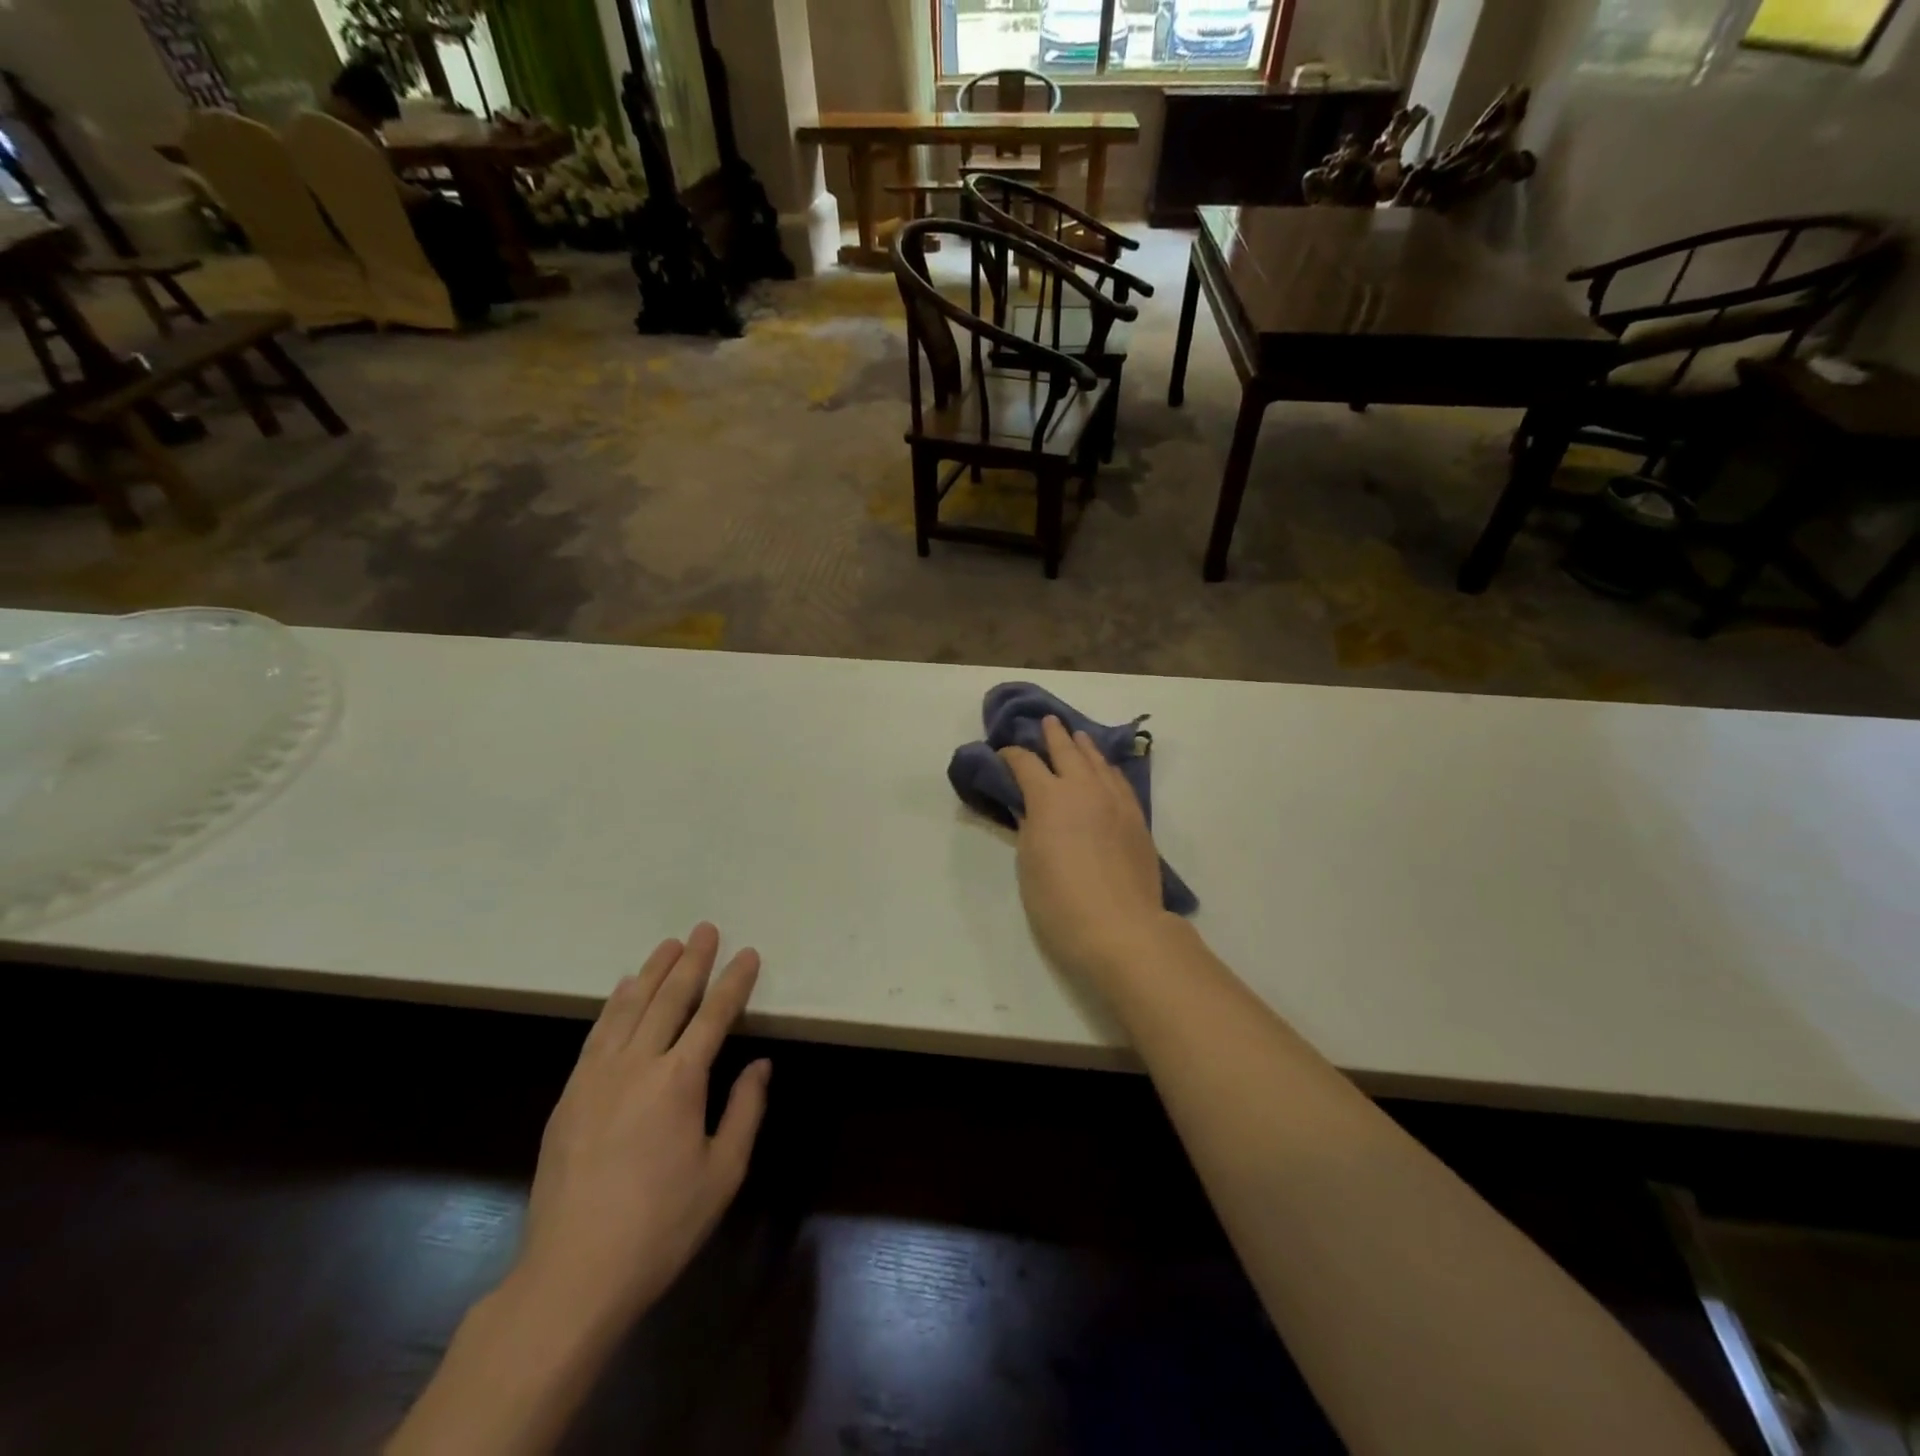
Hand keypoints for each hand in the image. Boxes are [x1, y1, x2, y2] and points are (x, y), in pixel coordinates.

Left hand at [515, 924, 770, 1334]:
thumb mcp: (722, 1173)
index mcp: (680, 1081)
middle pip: (669, 999)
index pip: (714, 1016)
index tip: (747, 954)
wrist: (573, 1274)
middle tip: (705, 929)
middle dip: (692, 962)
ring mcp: (597, 1077)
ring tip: (668, 945)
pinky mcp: (570, 1095)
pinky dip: (614, 1004)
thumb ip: (744, 1110)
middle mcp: (638, 1065)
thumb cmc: (661, 1226)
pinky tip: (623, 989)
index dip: (734, 982)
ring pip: (629, 1008)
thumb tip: (760, 1064)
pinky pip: (597, 1033)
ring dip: (652, 972)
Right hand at [1000, 716, 1176, 985]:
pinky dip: (1107, 768)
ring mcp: (1115, 801)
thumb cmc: (1060, 902)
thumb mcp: (1029, 862)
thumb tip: (1031, 808)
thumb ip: (1029, 826)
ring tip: (1077, 736)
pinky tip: (1105, 770)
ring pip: (1098, 762)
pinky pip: (1119, 781)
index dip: (1012, 755)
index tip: (1003, 754)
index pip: (1025, 763)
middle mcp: (1083, 788)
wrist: (1121, 929)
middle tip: (1046, 722)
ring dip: (1084, 746)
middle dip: (1053, 735)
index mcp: (1049, 798)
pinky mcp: (1137, 818)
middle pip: (1066, 751)